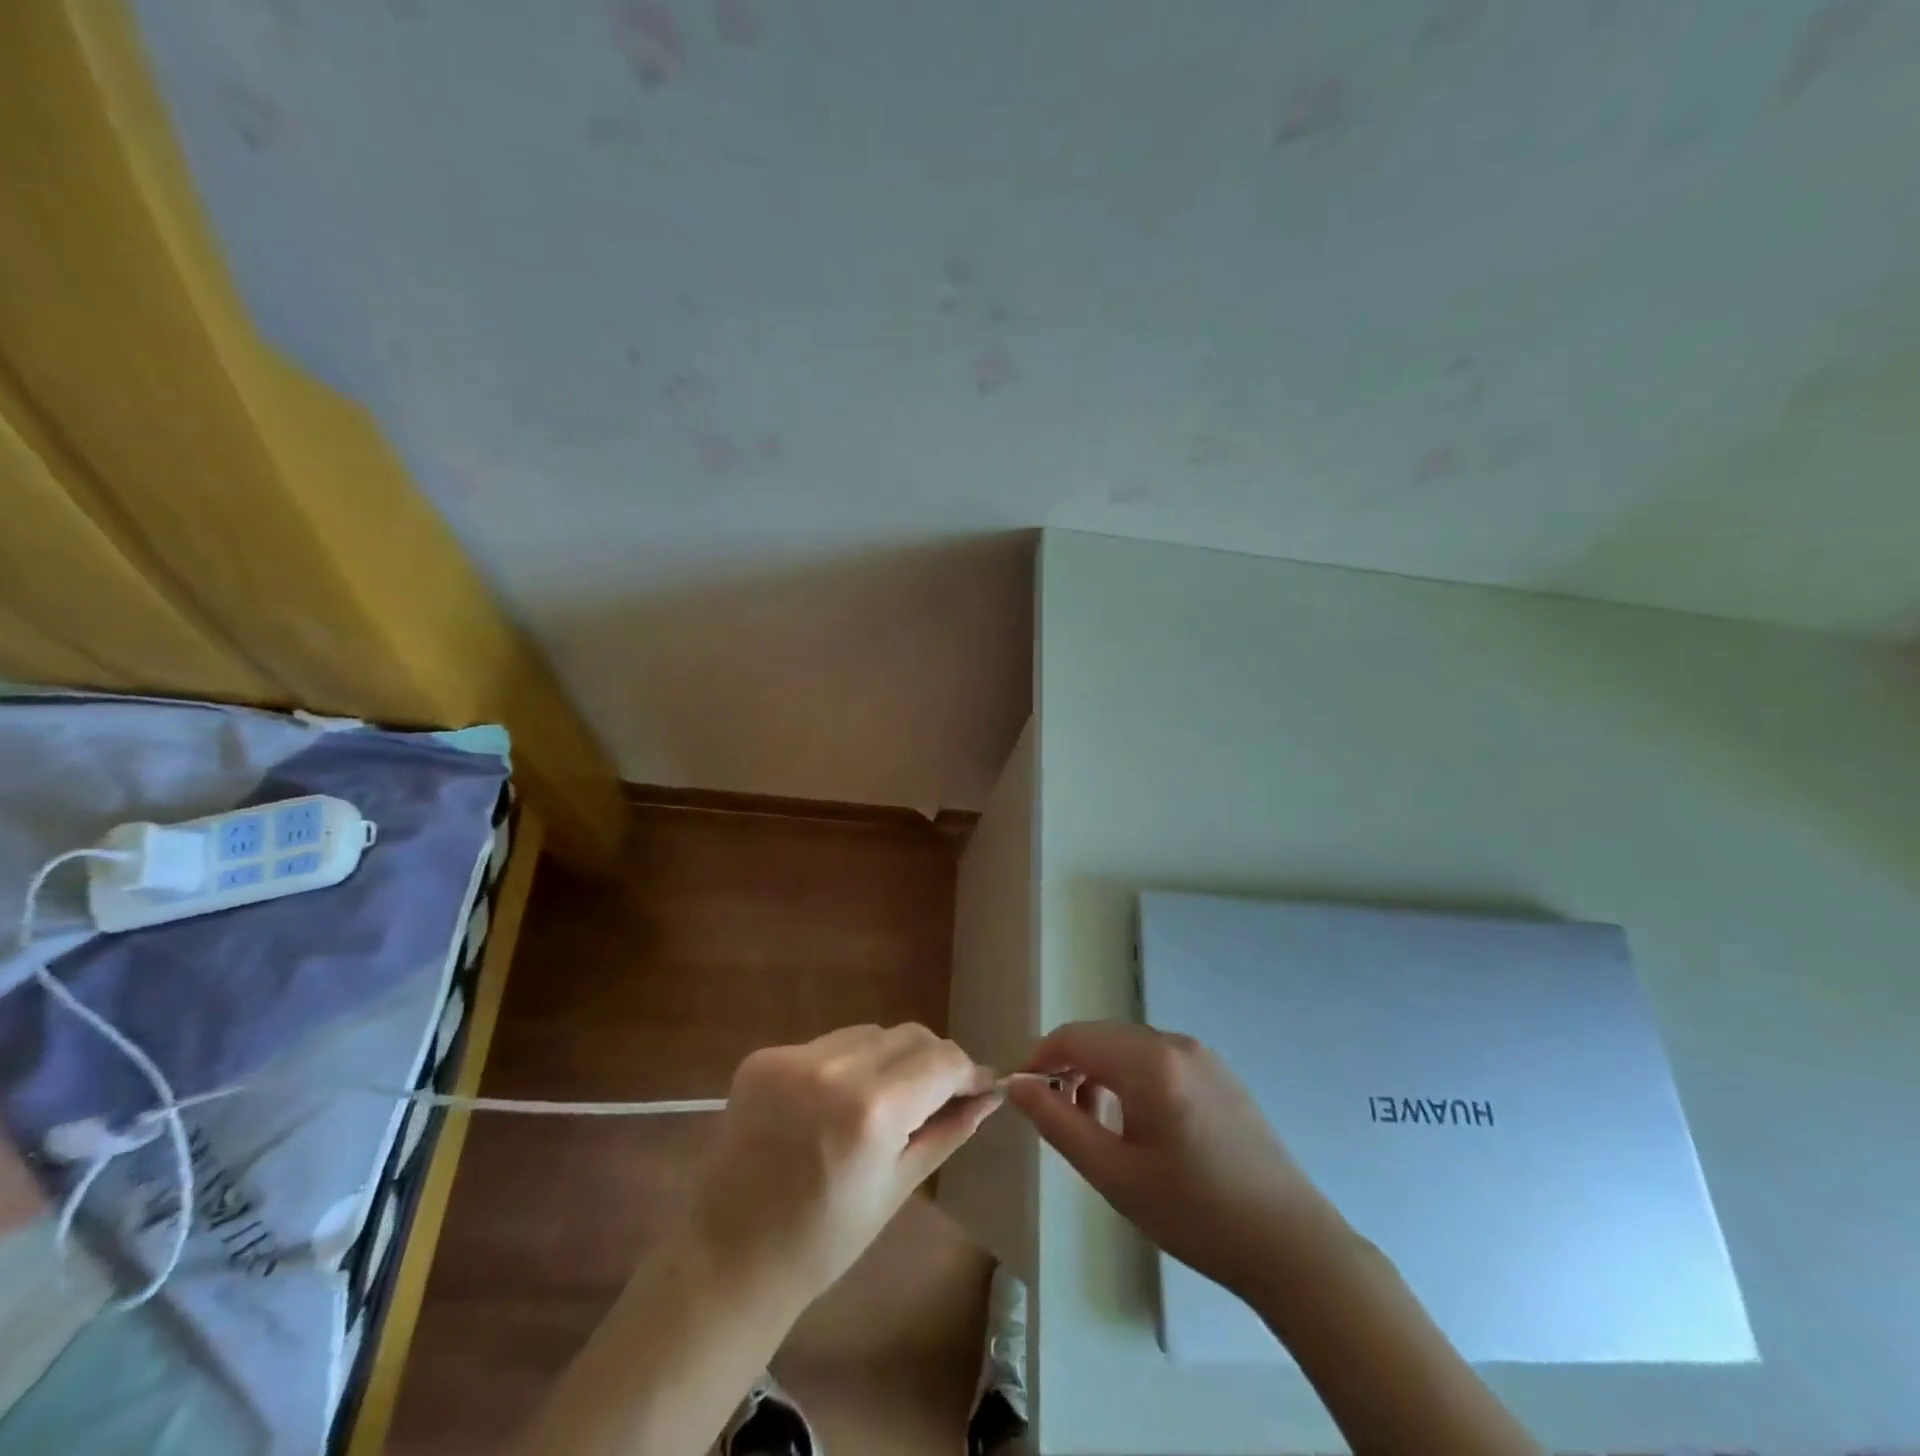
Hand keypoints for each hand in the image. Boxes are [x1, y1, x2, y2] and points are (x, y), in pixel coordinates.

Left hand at [687, 1023, 997, 1305]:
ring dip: (889, 1059)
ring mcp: (792, 1058)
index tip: (978, 1087)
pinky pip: (827, 1045)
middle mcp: (833, 1069)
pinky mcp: (763, 1057)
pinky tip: (835, 1103)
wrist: (727, 1260)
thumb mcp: (897, 1187)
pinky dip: (845, 1065)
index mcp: (872, 1110)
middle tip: (935, 1097)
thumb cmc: (823, 1241)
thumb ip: (947, 1131)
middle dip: (932, 1061)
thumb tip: (989, 1096)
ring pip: (869, 1034)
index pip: (942, 1060)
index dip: (967, 1071)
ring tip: (882, 1102)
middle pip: (908, 1035)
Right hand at [1007, 1021, 1346, 1300]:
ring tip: (1093, 1125)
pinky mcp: (1219, 1073)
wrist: (1292, 1245)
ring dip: (1099, 1072)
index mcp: (1149, 1062)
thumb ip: (1058, 1123)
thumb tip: (1016, 1084)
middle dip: (1068, 1066)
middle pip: (1101, 1037)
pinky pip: (1158, 1059)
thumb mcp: (1115, 1174)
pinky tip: (1136, 1123)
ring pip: (1129, 1047)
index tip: (1021, 1092)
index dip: (1039, 1057)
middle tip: (1055, 1115)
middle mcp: (1175, 1043)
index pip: (1074, 1037)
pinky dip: (1131, 1077)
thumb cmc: (1195, 1214)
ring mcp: (1202, 1055)